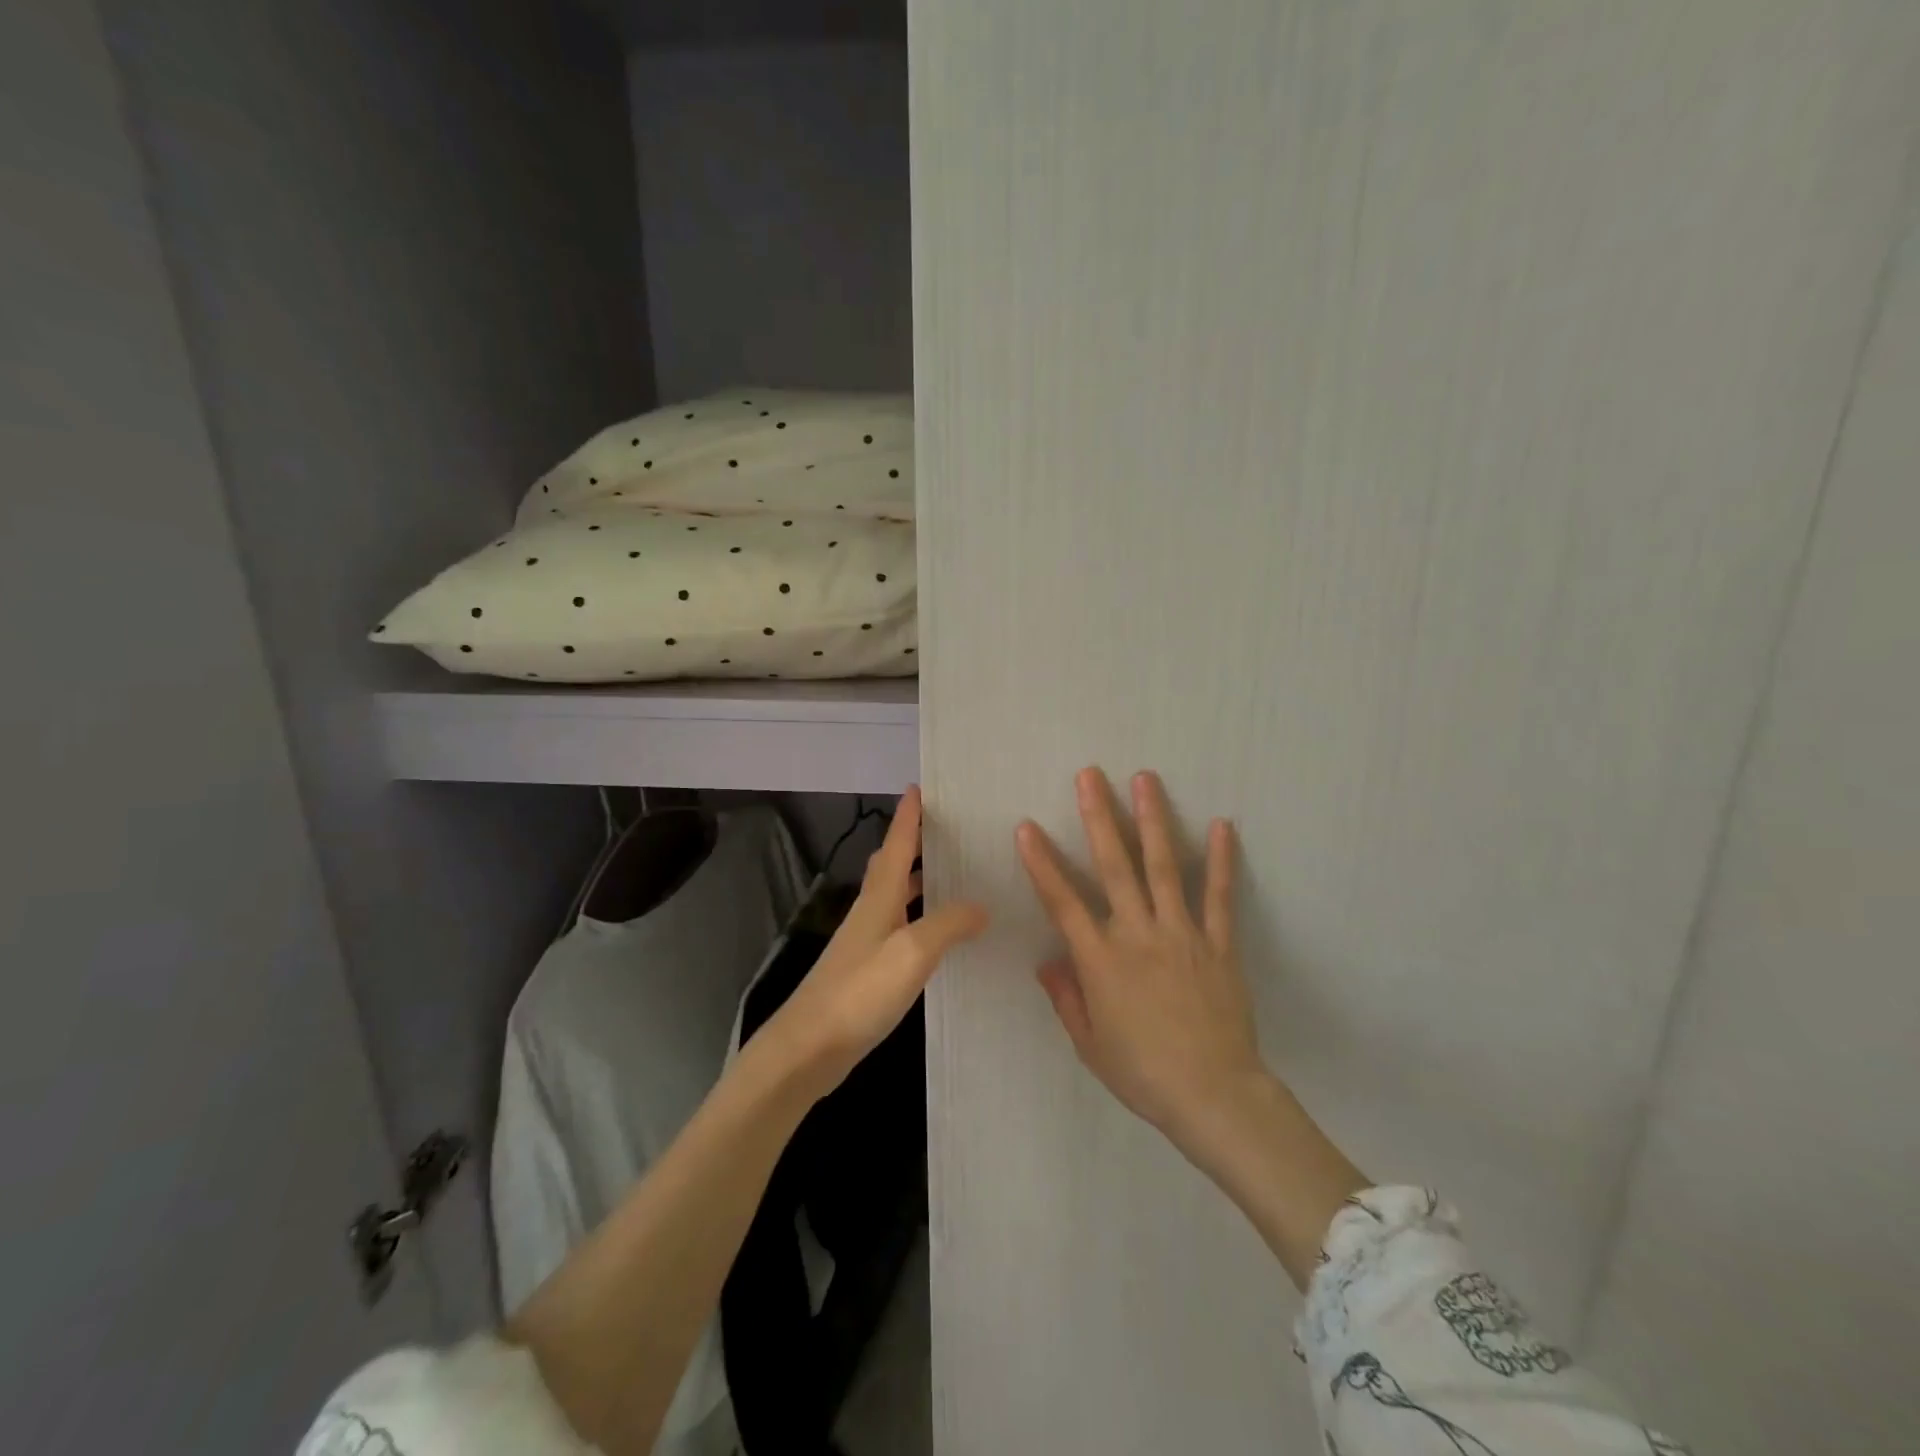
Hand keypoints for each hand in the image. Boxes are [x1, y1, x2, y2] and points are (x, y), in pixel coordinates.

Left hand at [763, 786, 987, 1096]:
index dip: (908, 816)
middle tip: (947, 828)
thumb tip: (981, 905)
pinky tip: (939, 932)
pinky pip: (900, 926)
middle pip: (893, 865)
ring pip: (896, 895)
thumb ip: (948, 924)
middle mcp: (871, 911)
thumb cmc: (860, 992)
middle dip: (914, 842)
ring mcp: (867, 941)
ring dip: (919, 878)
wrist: (809, 1047)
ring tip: (952, 872)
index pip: (897, 844)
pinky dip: (920, 915)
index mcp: (880, 898)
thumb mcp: (912, 952)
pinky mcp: (868, 968)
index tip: (919, 786)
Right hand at [1017, 768, 1267, 1145]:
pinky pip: (1219, 897)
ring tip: (1145, 779)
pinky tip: (1222, 825)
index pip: (1062, 902)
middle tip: (1089, 775)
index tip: (1026, 827)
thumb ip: (1067, 998)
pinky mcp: (1218, 944)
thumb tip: (1046, 961)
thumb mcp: (1090, 1044)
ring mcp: (1182, 934)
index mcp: (1101, 960)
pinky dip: (1221, 860)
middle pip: (1115, 866)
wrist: (1214, 1096)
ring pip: (1164, 867)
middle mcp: (1138, 934)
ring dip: (1153, 820)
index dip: (1042, 863)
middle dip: (1099, 817)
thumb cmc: (1143, 1073)